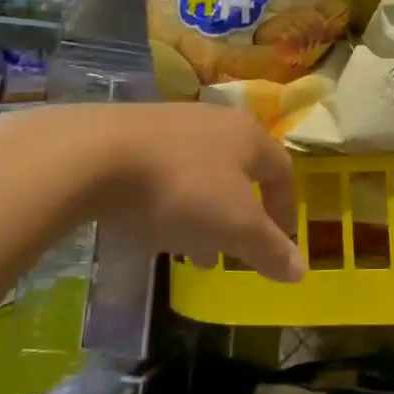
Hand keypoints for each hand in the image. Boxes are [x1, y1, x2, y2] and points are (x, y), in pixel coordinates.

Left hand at [86, 103, 301, 281]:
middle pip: (240, 171)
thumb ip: (269, 249)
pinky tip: (149, 224)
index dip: (285, 211)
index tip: (280, 246)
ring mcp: (171, 122)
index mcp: (249, 135)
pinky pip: (164, 170)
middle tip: (232, 252)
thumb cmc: (180, 189)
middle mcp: (215, 120)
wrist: (91, 156)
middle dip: (240, 215)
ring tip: (189, 250)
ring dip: (203, 211)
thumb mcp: (234, 227)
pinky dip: (169, 200)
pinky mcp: (130, 132)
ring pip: (201, 171)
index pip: (282, 171)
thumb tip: (302, 272)